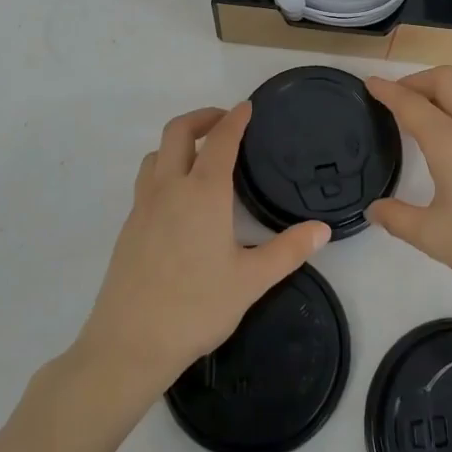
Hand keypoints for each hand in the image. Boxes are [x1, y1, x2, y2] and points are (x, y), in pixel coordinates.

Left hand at [75, 104, 329, 398]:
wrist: (129, 343)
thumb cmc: (196, 307)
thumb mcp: (251, 281)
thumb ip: (288, 251)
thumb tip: (323, 229)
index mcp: (203, 193)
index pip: (220, 140)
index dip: (235, 119)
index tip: (247, 107)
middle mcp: (169, 189)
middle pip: (177, 132)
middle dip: (201, 117)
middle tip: (224, 121)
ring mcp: (143, 206)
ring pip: (155, 154)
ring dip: (177, 142)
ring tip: (200, 156)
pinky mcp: (128, 227)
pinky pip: (146, 181)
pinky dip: (164, 169)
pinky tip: (179, 199)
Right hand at [367, 67, 451, 314]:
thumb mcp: (434, 238)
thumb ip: (398, 219)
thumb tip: (375, 209)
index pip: (412, 104)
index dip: (388, 91)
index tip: (370, 83)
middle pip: (446, 80)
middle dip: (417, 80)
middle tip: (396, 98)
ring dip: (443, 89)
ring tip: (425, 111)